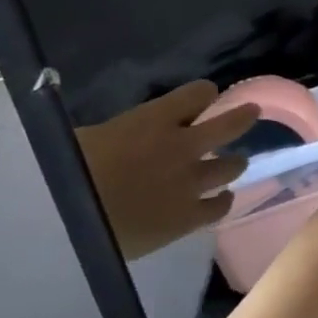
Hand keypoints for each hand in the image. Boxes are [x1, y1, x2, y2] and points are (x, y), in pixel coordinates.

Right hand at [76, 80, 257, 259]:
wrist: (69, 222)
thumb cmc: (65, 172)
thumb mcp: (86, 137)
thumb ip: (117, 132)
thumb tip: (117, 136)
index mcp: (155, 120)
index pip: (197, 94)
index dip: (203, 94)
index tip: (205, 95)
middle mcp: (182, 146)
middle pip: (228, 126)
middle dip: (242, 117)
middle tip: (252, 112)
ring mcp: (191, 183)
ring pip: (231, 167)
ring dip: (234, 163)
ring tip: (235, 163)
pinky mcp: (189, 218)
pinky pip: (219, 207)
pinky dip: (222, 201)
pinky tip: (221, 201)